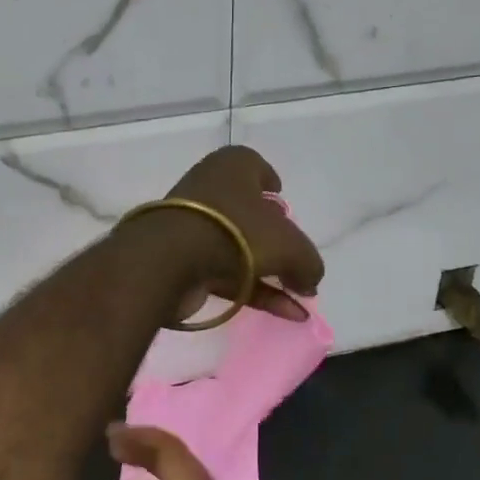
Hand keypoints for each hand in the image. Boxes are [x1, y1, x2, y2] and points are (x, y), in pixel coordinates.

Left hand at [153, 146, 323, 322]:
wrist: (169, 260)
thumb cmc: (237, 232)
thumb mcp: (290, 247)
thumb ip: (308, 263)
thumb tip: (309, 281)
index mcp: (232, 166)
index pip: (254, 166)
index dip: (270, 181)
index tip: (281, 197)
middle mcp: (210, 189)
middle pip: (248, 211)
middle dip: (273, 235)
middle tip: (295, 256)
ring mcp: (194, 226)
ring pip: (238, 246)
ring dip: (269, 271)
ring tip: (301, 296)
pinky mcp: (183, 261)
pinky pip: (227, 274)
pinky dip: (255, 291)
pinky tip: (287, 313)